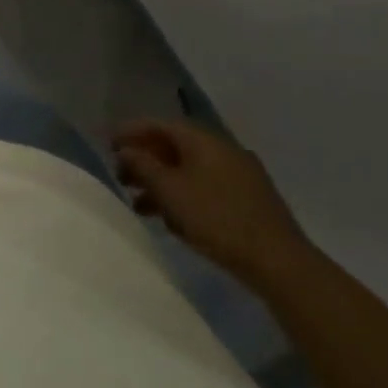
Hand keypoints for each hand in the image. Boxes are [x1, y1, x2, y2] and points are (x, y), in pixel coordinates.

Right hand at [111, 119, 313, 288]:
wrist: (279, 262)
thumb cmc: (217, 218)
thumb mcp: (170, 190)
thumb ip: (142, 166)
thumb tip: (125, 150)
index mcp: (204, 140)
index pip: (159, 124)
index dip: (131, 131)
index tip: (107, 144)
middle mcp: (223, 150)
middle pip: (174, 147)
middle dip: (144, 160)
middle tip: (121, 176)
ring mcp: (239, 175)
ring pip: (189, 170)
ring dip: (161, 183)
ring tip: (138, 205)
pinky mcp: (248, 200)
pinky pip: (205, 187)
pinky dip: (183, 196)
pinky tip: (170, 220)